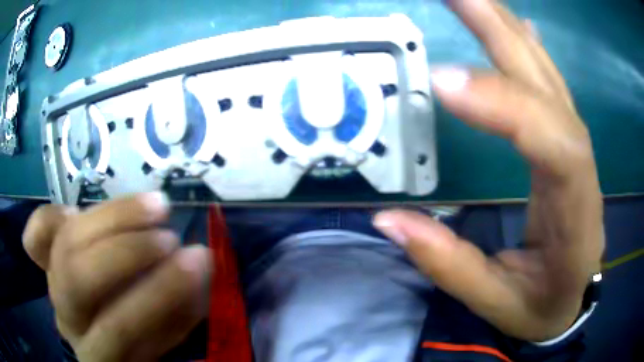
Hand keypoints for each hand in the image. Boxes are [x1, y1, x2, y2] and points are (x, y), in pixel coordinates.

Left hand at [22, 193, 211, 360]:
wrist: (105, 346)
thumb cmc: (141, 344)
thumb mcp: (165, 340)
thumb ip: (178, 311)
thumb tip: (200, 263)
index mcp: (101, 352)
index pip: (118, 327)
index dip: (153, 297)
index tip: (192, 265)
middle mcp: (69, 318)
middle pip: (79, 277)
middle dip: (127, 252)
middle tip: (171, 235)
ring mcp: (53, 287)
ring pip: (64, 243)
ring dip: (110, 218)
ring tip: (155, 206)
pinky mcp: (47, 266)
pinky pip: (36, 237)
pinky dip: (49, 218)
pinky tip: (76, 211)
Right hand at [374, 0, 603, 341]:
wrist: (572, 298)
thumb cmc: (541, 306)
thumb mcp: (497, 302)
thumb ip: (449, 265)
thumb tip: (389, 221)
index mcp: (576, 215)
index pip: (555, 144)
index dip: (504, 105)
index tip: (440, 81)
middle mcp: (583, 169)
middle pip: (550, 88)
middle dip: (500, 32)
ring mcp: (576, 148)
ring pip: (547, 75)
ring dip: (506, 27)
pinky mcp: (565, 141)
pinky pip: (549, 83)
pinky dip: (529, 46)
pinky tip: (516, 22)